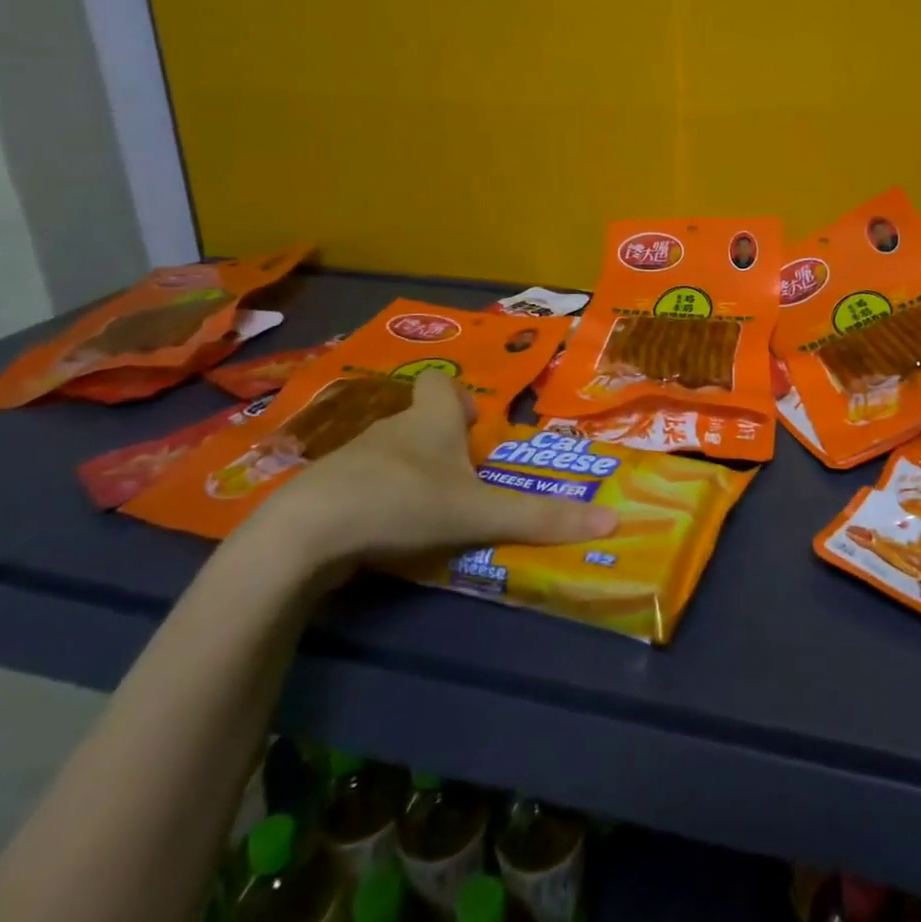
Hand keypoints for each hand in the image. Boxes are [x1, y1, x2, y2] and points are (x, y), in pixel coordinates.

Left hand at [235, 370, 616, 586]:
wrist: (306, 533)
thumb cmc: (404, 502)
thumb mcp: (481, 512)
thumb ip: (542, 518)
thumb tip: (614, 520)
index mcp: (431, 420)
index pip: (444, 384)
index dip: (461, 400)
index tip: (473, 431)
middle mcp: (392, 428)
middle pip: (420, 422)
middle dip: (442, 446)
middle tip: (465, 484)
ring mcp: (352, 459)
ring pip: (390, 456)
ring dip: (410, 477)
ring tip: (429, 516)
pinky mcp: (324, 493)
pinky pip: (359, 488)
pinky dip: (375, 504)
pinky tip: (384, 537)